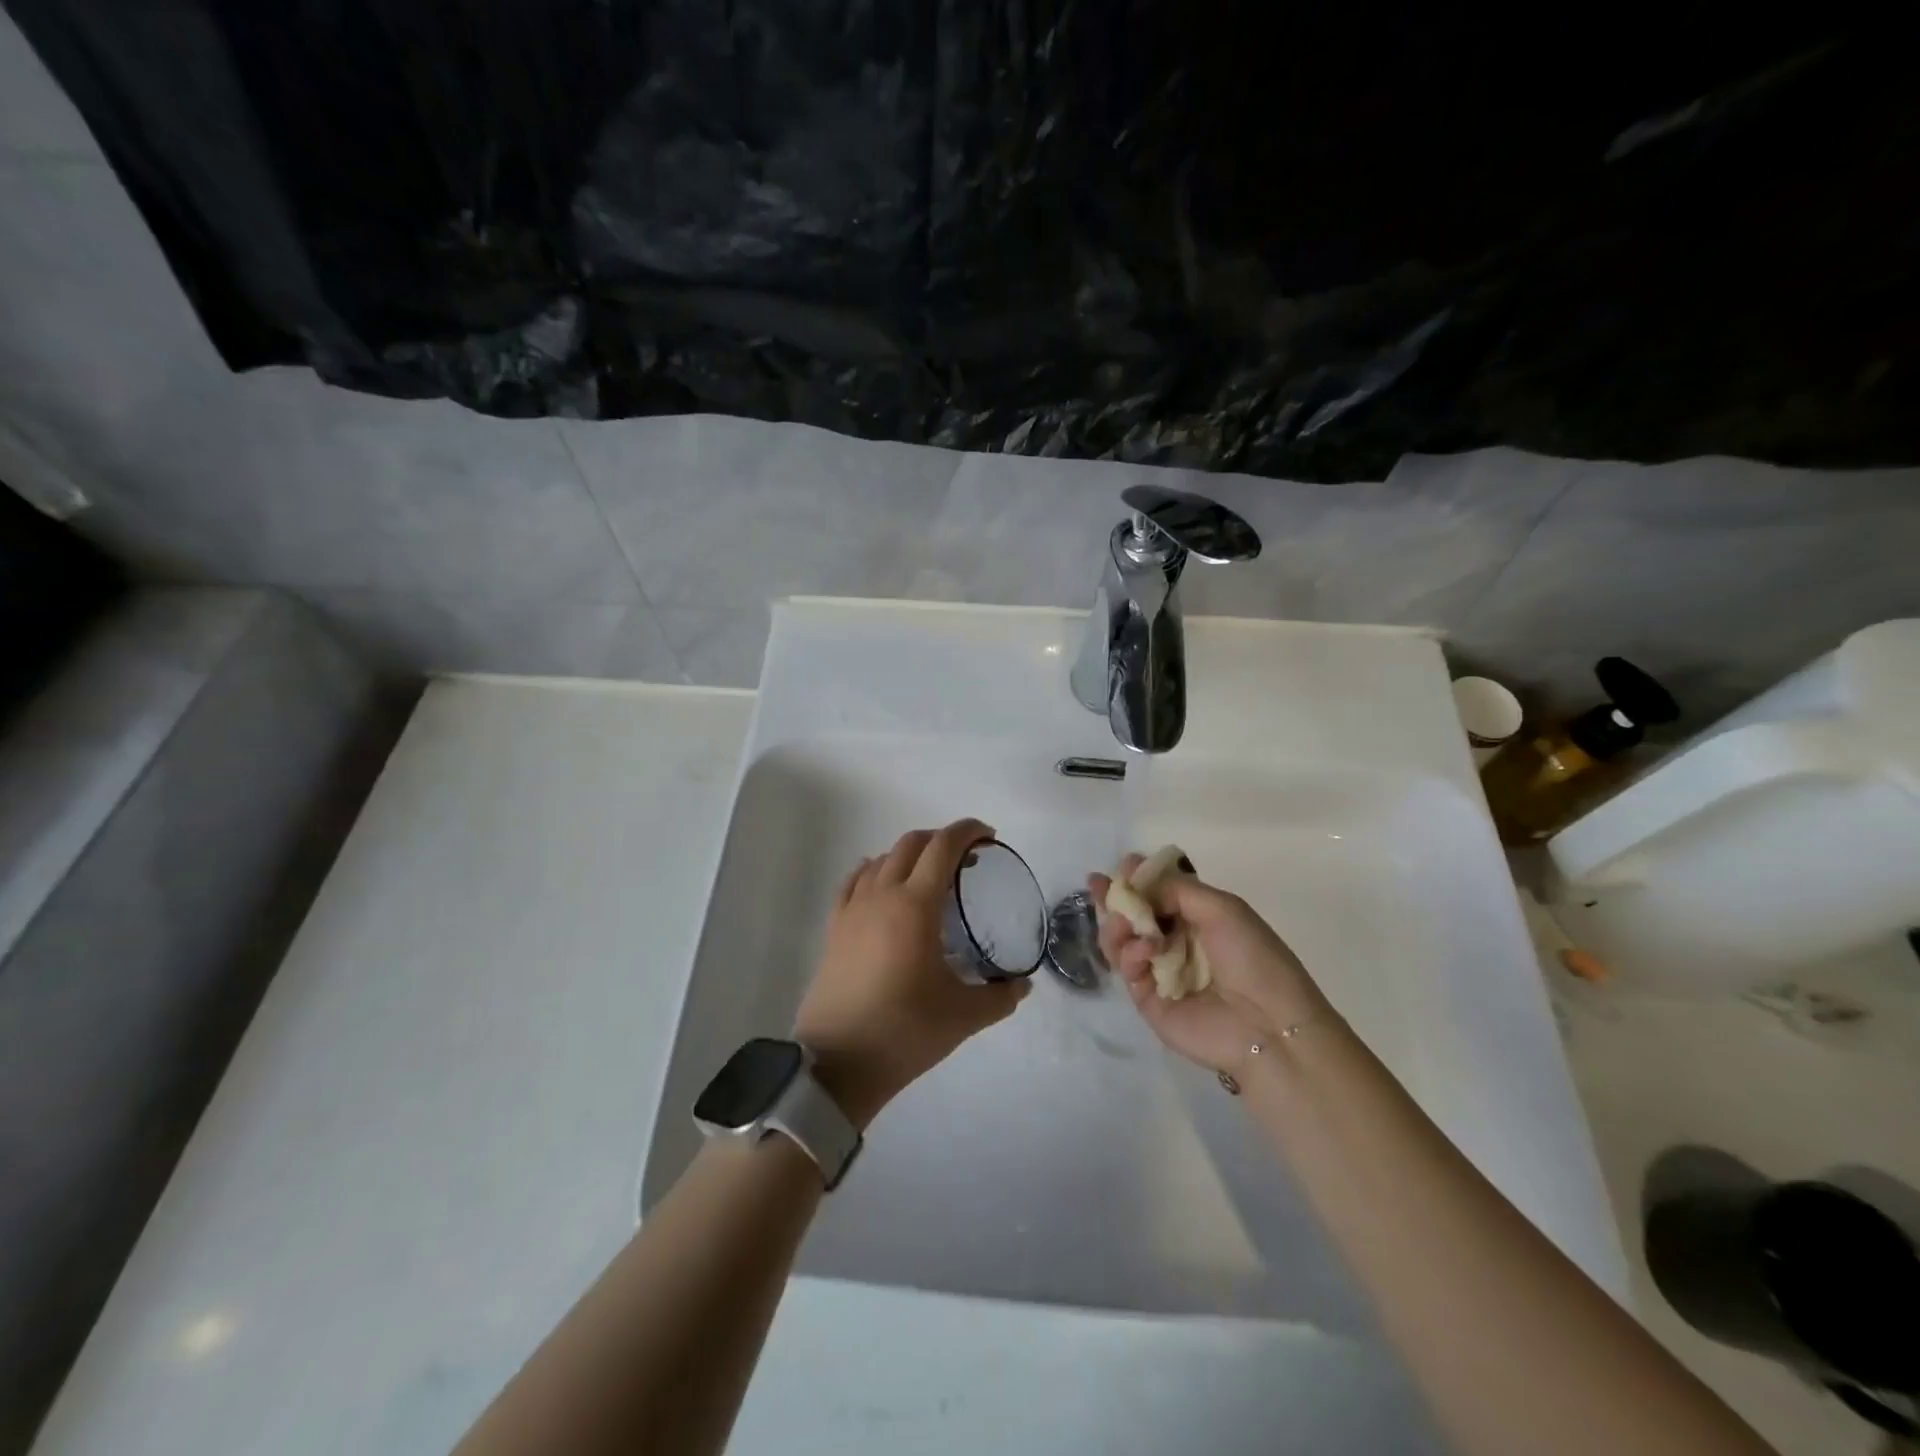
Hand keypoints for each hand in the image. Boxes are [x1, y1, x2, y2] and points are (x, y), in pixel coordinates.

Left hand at [795, 819, 1030, 1128]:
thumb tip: (1022, 985)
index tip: (988, 835)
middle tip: (965, 858)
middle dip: (941, 840)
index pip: (943, 847)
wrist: (838, 1063)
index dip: (968, 831)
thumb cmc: (905, 1031)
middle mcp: (882, 896)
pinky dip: (875, 871)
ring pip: (881, 860)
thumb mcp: (964, 1016)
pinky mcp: (834, 928)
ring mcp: (852, 910)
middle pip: (910, 844)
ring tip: (929, 875)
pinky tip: (882, 884)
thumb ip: (1000, 996)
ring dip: (909, 854)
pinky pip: (854, 882)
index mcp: (915, 906)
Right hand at [1090, 855, 1328, 1075]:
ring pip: (1122, 940)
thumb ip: (1177, 888)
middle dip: (1116, 897)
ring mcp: (1159, 971)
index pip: (1160, 894)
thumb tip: (1139, 882)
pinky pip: (1127, 968)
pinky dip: (1130, 954)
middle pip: (1135, 915)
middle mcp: (1176, 943)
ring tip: (1123, 922)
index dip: (1140, 878)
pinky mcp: (1147, 1000)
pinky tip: (1144, 951)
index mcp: (1199, 919)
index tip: (1124, 864)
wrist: (1267, 1025)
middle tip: (1097, 884)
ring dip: (1118, 924)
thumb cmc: (1252, 958)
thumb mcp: (1223, 908)